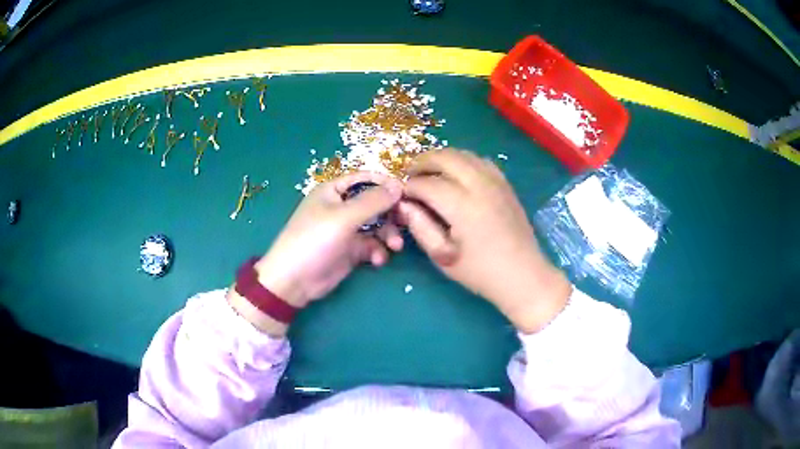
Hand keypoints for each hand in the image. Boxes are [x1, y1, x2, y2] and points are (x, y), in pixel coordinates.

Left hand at [230, 171, 403, 335]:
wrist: (294, 281)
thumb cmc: (314, 241)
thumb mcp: (344, 218)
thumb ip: (373, 201)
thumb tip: (399, 185)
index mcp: (334, 191)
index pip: (366, 179)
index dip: (386, 184)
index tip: (408, 194)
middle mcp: (342, 207)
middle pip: (375, 203)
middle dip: (391, 213)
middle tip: (406, 222)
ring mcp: (347, 230)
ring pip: (377, 226)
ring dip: (388, 235)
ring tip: (394, 247)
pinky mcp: (351, 250)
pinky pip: (372, 245)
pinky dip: (378, 251)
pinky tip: (377, 261)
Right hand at [400, 149, 570, 332]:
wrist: (523, 275)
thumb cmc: (480, 272)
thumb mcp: (443, 256)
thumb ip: (420, 227)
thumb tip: (404, 205)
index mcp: (462, 206)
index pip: (426, 184)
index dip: (408, 187)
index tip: (399, 195)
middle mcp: (480, 185)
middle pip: (445, 157)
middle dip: (422, 162)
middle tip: (409, 175)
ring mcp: (496, 182)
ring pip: (464, 154)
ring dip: (442, 158)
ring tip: (429, 172)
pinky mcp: (505, 184)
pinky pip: (480, 161)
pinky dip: (463, 161)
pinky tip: (457, 174)